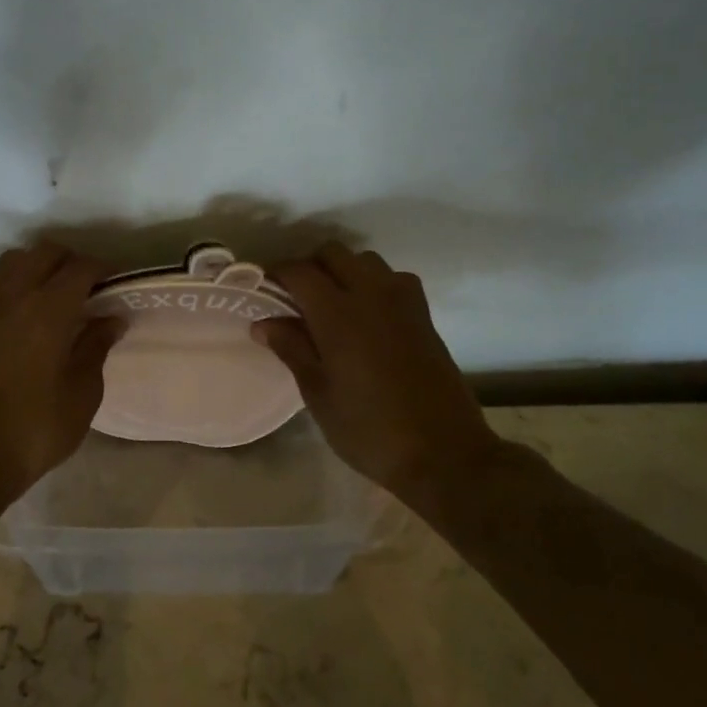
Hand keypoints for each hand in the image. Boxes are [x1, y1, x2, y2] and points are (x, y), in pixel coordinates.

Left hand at [0, 242, 124, 498]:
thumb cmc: (37, 430)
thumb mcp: (83, 393)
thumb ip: (96, 348)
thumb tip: (111, 318)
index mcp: (48, 311)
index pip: (80, 268)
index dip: (102, 269)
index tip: (116, 284)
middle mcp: (13, 299)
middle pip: (43, 254)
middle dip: (69, 261)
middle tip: (88, 288)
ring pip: (7, 263)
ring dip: (32, 266)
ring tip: (49, 292)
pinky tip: (3, 308)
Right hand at [253, 243, 498, 494]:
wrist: (444, 453)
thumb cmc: (369, 429)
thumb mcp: (318, 394)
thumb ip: (291, 349)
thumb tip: (264, 322)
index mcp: (338, 313)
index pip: (299, 271)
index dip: (275, 274)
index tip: (261, 290)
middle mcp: (372, 294)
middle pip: (333, 253)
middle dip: (308, 266)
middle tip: (293, 298)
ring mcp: (403, 301)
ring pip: (365, 261)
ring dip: (342, 271)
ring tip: (329, 305)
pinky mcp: (424, 315)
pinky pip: (392, 278)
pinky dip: (373, 283)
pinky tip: (366, 316)